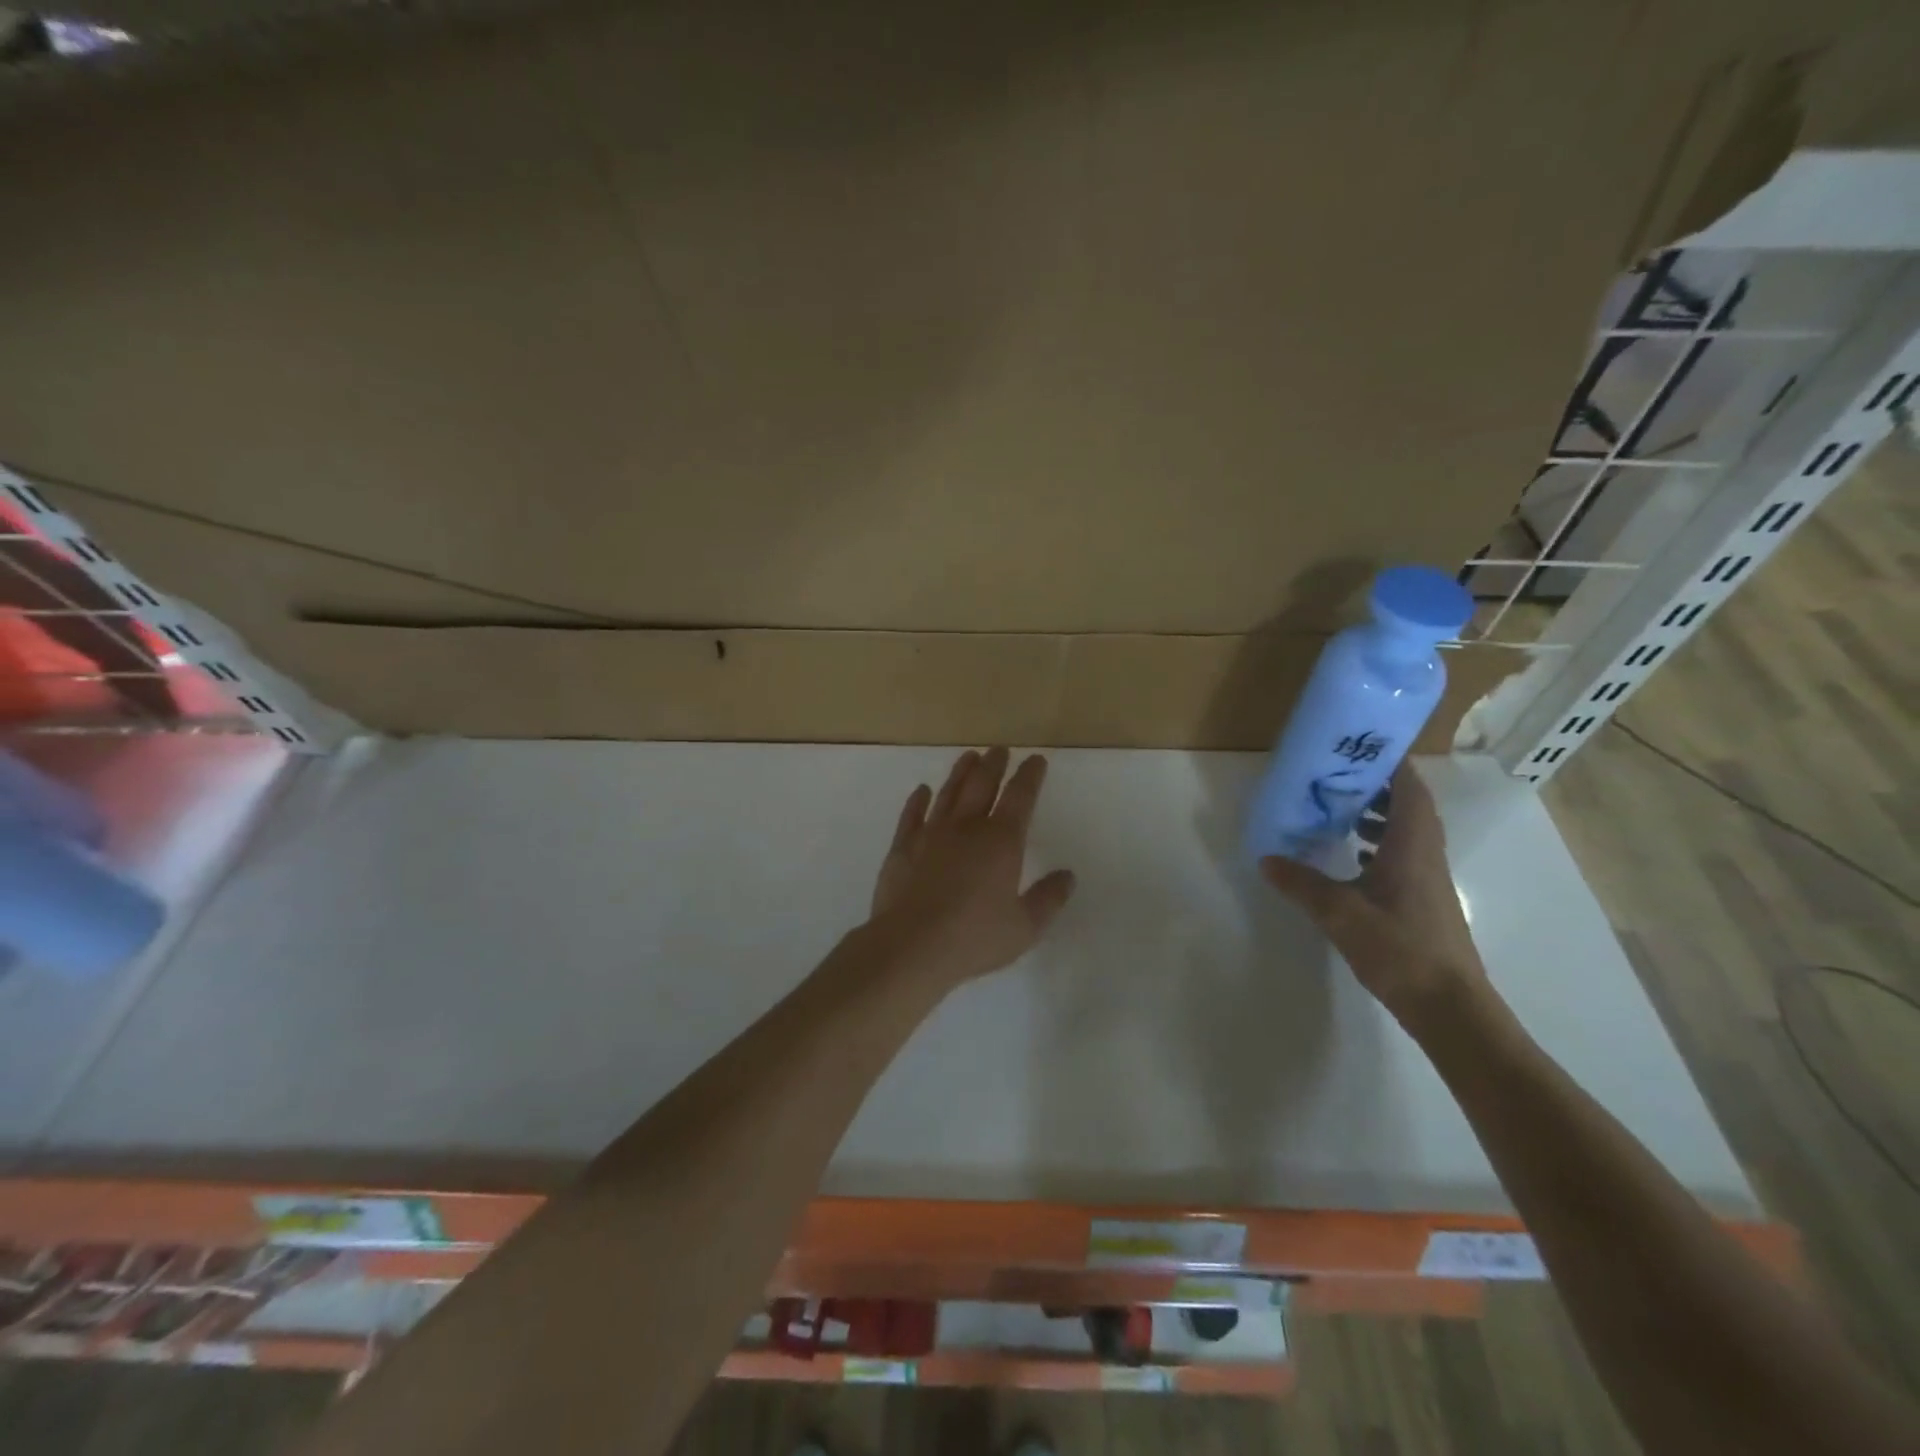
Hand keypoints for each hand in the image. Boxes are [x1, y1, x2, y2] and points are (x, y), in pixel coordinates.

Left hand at [868, 748, 1076, 990]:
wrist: (911, 945)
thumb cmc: (974, 937)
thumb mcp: (1024, 927)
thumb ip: (1048, 899)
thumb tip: (1068, 876)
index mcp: (1002, 841)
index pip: (1020, 797)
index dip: (1030, 776)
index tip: (1036, 760)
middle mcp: (967, 827)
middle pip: (982, 785)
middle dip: (994, 764)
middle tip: (999, 749)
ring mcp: (931, 833)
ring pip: (949, 793)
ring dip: (960, 773)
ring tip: (969, 756)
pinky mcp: (903, 847)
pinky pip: (912, 814)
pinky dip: (918, 799)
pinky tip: (922, 790)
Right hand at [1260, 763, 1489, 1027]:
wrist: (1449, 1006)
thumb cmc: (1400, 949)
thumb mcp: (1340, 914)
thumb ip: (1301, 884)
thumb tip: (1266, 858)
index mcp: (1412, 846)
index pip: (1409, 790)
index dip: (1391, 764)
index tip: (1361, 746)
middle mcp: (1425, 854)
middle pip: (1409, 806)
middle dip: (1378, 785)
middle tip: (1337, 776)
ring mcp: (1428, 879)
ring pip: (1407, 831)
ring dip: (1379, 815)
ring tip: (1340, 811)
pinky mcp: (1423, 900)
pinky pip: (1403, 854)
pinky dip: (1380, 843)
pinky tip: (1352, 857)